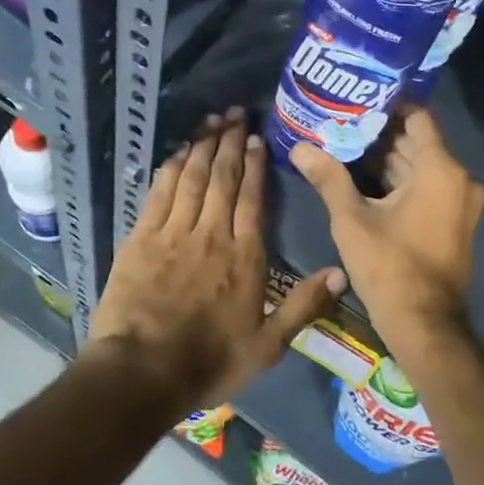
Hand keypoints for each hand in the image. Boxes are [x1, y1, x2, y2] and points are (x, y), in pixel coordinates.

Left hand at [88, 108, 345, 409]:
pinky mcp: (141, 238)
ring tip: (211, 120)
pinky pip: (160, 193)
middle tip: (235, 113)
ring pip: (192, 178)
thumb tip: (342, 273)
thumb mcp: (268, 346)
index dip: (255, 165)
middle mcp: (211, 234)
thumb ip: (304, 306)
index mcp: (244, 257)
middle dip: (230, 142)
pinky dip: (171, 168)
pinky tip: (178, 152)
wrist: (141, 372)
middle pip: (222, 178)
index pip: (252, 199)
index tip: (257, 138)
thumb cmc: (209, 361)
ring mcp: (174, 233)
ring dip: (202, 145)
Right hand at [290, 107, 483, 362]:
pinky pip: (426, 187)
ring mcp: (459, 202)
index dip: (387, 106)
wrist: (425, 324)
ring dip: (386, 159)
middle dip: (379, 133)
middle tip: (340, 122)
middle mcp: (458, 179)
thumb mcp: (351, 219)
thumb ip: (328, 177)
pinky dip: (399, 181)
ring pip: (420, 166)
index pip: (418, 117)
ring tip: (343, 145)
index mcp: (440, 169)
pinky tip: (361, 178)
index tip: (356, 100)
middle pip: (416, 142)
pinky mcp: (454, 221)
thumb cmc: (390, 266)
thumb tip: (299, 148)